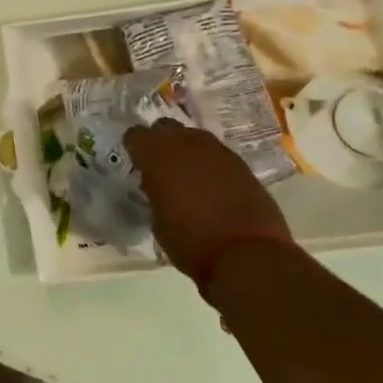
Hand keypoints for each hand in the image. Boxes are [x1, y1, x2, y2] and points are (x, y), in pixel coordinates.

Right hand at [125, 120, 291, 293]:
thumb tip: (159, 187)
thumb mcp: (158, 222)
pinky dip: (210, 164)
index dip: (134, 147)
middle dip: (160, 142)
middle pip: (166, 127)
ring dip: (187, 150)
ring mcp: (218, 151)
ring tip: (188, 175)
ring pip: (194, 136)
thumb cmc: (192, 243)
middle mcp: (187, 145)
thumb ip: (155, 194)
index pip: (136, 134)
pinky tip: (213, 186)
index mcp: (158, 157)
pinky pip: (217, 153)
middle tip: (160, 167)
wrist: (248, 256)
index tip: (136, 164)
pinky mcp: (242, 164)